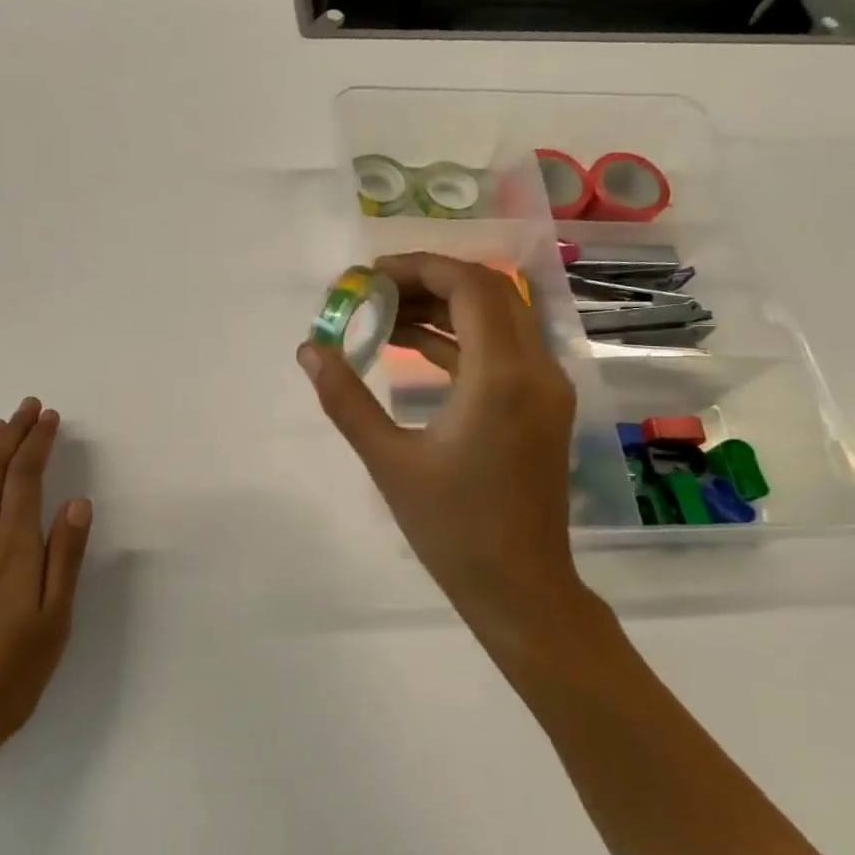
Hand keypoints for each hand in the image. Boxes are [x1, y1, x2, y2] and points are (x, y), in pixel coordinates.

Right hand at [298, 253, 602, 661]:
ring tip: (384, 316)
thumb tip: (309, 350)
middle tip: (374, 292)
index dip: (420, 267)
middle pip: (490, 293)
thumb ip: (345, 398)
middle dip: (430, 281)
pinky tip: (413, 346)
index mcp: (501, 377)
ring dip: (444, 308)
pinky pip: (502, 350)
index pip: (471, 287)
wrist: (520, 587)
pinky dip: (460, 338)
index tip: (370, 276)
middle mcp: (536, 370)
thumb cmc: (452, 528)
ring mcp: (545, 388)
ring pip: (499, 319)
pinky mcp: (541, 406)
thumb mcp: (388, 461)